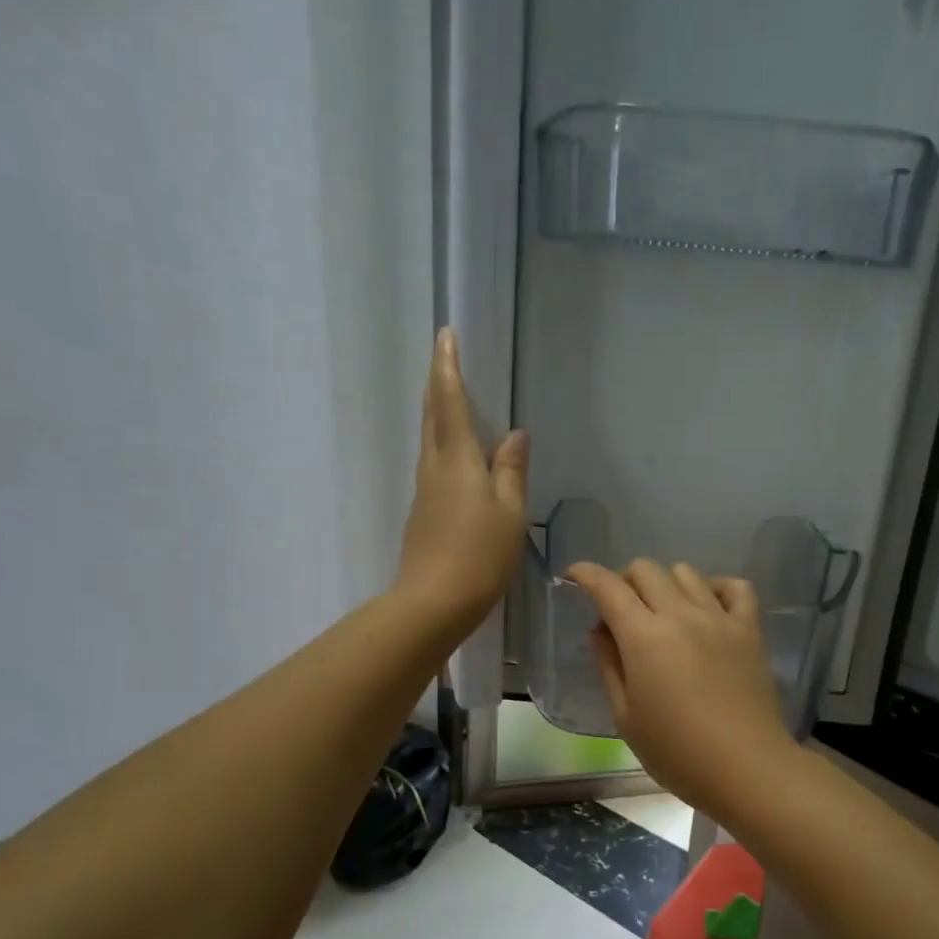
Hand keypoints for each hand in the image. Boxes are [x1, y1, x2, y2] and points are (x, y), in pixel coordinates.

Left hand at [396, 327, 528, 636]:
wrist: (434, 602)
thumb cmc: (480, 554)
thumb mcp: (510, 511)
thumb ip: (512, 470)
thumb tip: (515, 434)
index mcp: (457, 459)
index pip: (450, 402)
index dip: (448, 368)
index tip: (444, 336)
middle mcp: (434, 468)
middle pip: (432, 417)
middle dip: (438, 384)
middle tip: (445, 359)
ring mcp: (425, 492)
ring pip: (430, 441)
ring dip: (438, 414)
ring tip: (453, 399)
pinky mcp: (423, 514)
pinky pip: (434, 466)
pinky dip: (444, 446)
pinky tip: (458, 457)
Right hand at [564, 559, 800, 823]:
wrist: (747, 768)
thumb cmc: (677, 753)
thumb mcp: (626, 717)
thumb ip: (609, 666)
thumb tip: (601, 630)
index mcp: (644, 637)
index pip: (608, 587)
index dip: (586, 574)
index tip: (574, 575)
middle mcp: (681, 615)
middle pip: (646, 569)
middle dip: (624, 580)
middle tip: (621, 610)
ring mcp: (719, 618)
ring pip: (686, 572)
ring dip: (666, 583)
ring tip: (664, 612)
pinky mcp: (750, 630)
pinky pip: (736, 587)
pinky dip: (716, 587)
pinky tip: (708, 608)